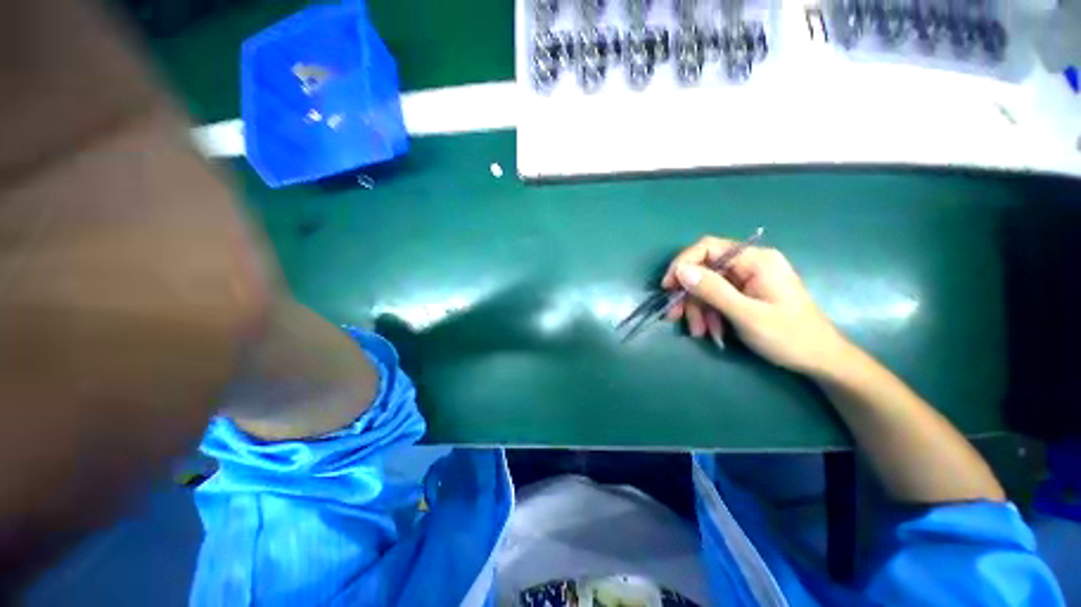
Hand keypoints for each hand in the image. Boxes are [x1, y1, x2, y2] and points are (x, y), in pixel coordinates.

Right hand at [662, 236, 851, 375]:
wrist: (819, 359)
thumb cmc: (789, 337)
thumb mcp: (747, 315)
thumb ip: (713, 290)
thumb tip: (681, 270)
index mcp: (756, 260)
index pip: (708, 247)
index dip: (683, 263)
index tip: (668, 287)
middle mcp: (749, 264)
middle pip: (704, 269)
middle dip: (688, 294)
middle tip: (674, 316)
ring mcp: (746, 279)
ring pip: (706, 286)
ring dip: (697, 309)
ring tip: (699, 332)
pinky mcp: (744, 293)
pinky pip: (715, 298)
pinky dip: (708, 314)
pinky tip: (711, 331)